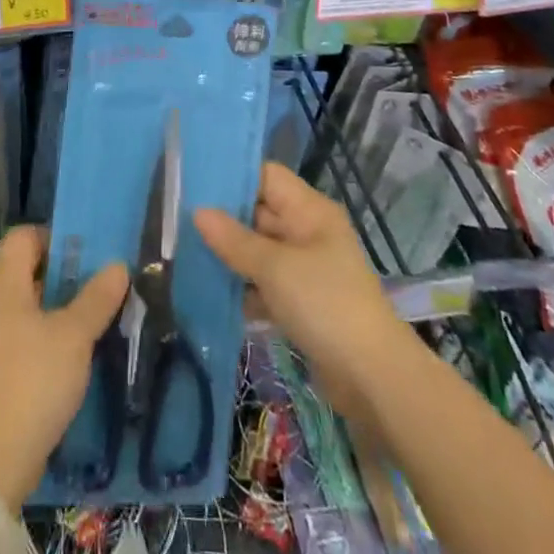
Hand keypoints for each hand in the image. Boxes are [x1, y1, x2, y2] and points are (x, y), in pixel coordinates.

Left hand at [0, 227, 128, 506]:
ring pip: (26, 305)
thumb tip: (118, 265)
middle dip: (63, 274)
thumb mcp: (73, 337)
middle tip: (100, 284)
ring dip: (57, 308)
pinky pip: (20, 335)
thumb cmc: (30, 382)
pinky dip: (44, 336)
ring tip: (94, 318)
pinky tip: (72, 355)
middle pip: (26, 269)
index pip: (24, 236)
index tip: (88, 255)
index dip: (55, 238)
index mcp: (2, 280)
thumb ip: (96, 298)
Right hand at [194, 163, 405, 418]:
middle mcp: (309, 232)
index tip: (195, 181)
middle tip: (180, 218)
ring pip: (261, 250)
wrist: (373, 378)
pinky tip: (211, 292)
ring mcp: (307, 269)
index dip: (234, 176)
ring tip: (187, 252)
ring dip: (231, 255)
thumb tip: (198, 212)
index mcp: (310, 210)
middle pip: (261, 212)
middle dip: (225, 218)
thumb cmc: (325, 304)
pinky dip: (244, 287)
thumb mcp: (274, 268)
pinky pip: (267, 283)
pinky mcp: (304, 303)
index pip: (267, 176)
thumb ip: (234, 240)